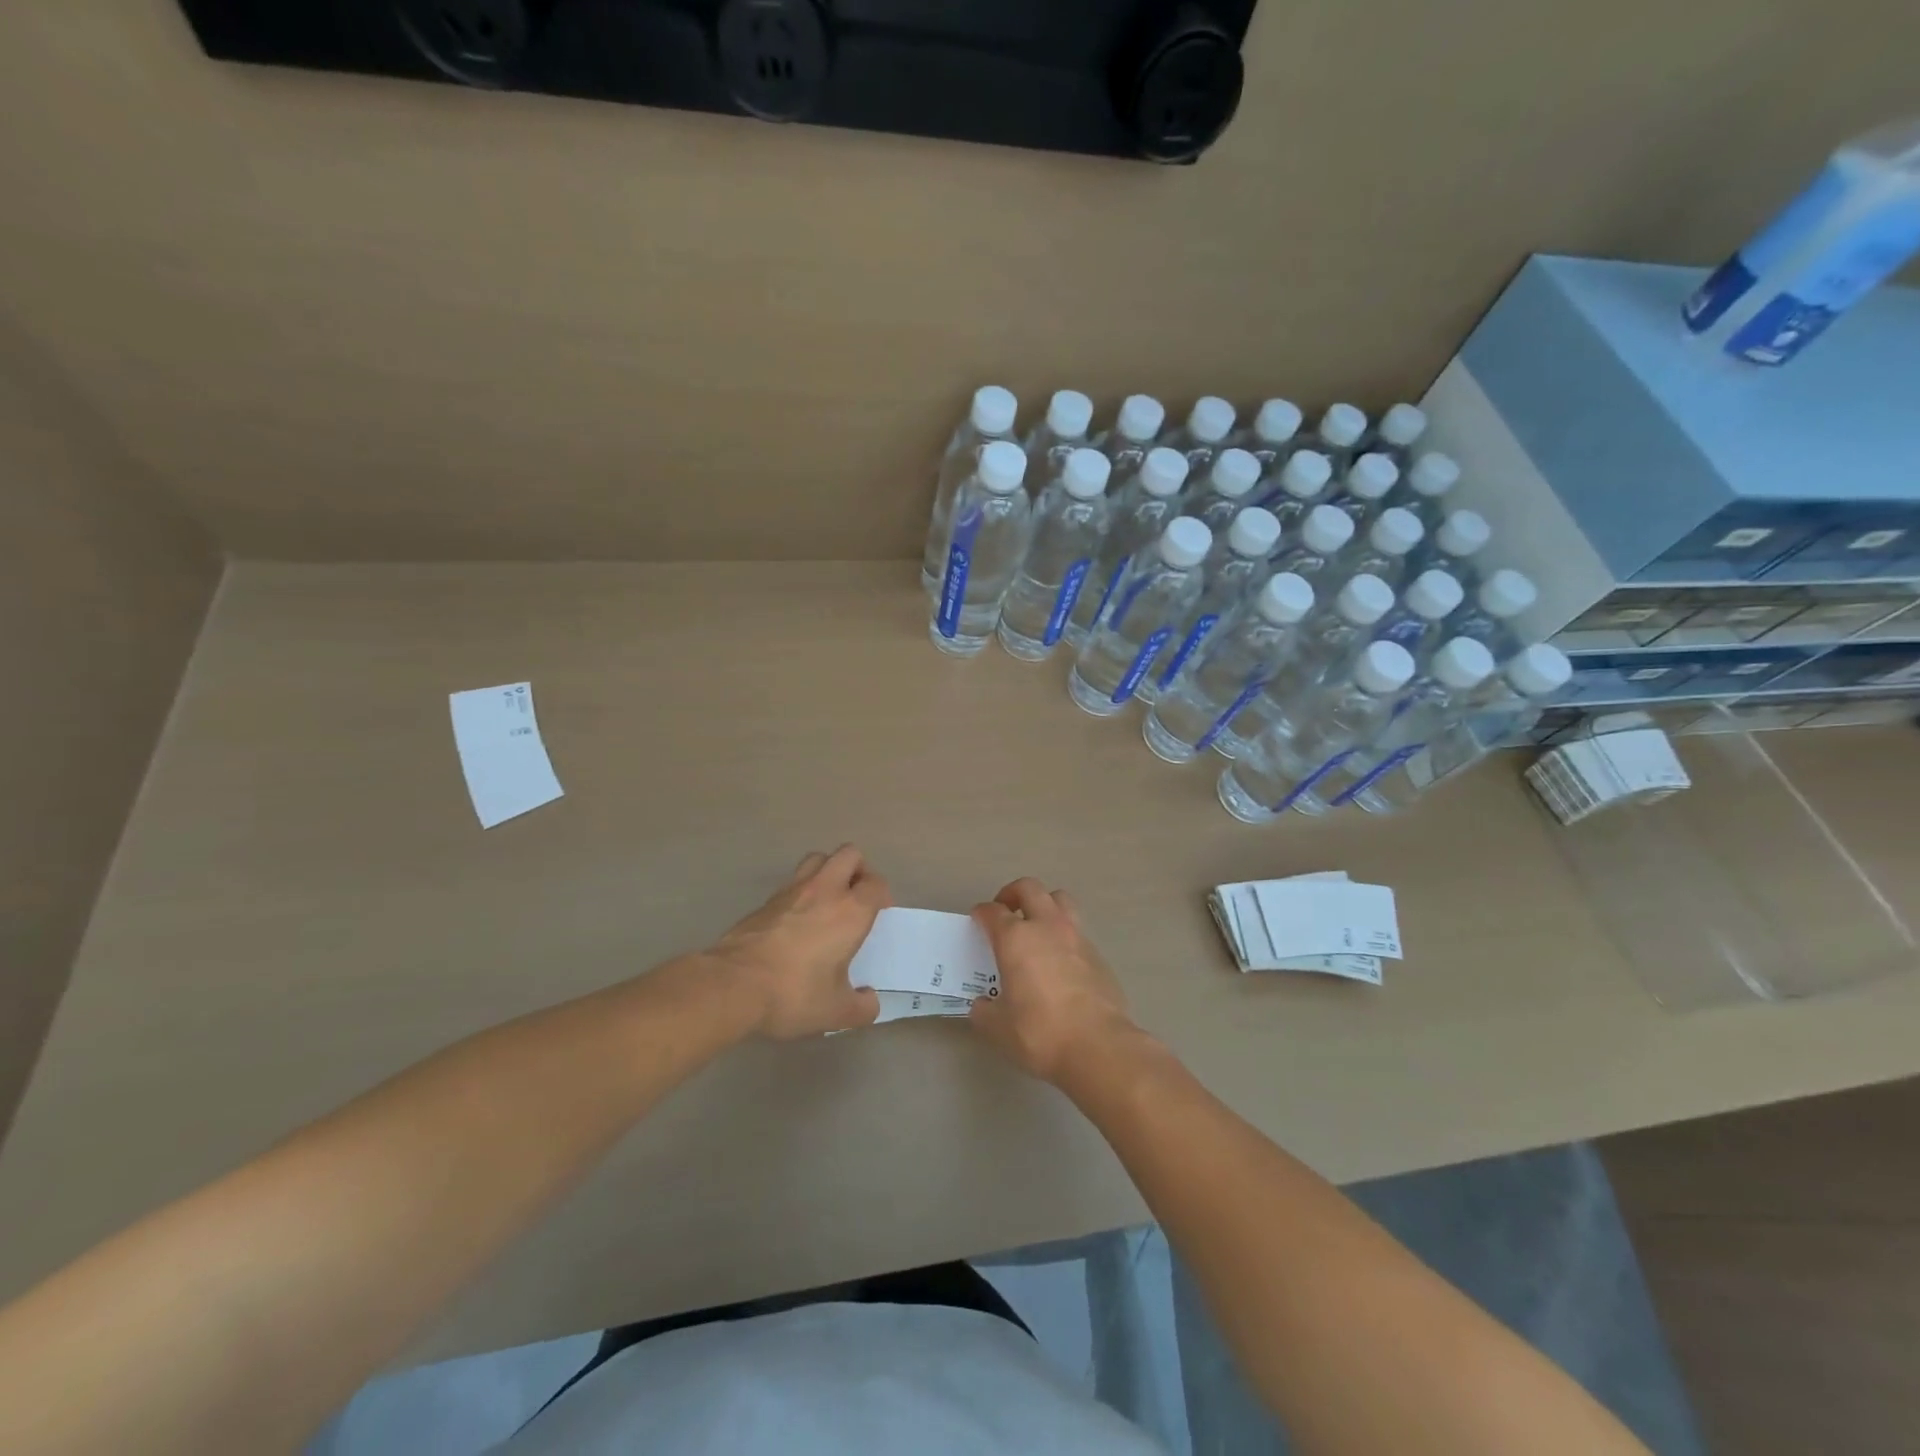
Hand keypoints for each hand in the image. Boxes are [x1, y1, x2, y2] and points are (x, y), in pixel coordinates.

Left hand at [710, 845, 888, 1038]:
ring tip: (828, 900)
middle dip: (858, 870)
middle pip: (849, 854)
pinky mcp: (765, 900)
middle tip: (856, 897)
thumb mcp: (835, 1011)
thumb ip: (861, 1008)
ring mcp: (792, 890)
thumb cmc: (794, 993)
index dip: (881, 895)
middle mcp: (825, 890)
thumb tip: (869, 1002)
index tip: (878, 914)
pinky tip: (797, 919)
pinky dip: (801, 890)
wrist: (733, 985)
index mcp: (850, 912)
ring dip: (829, 870)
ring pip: (818, 858)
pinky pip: (792, 881)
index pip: (876, 884)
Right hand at [967, 877, 1137, 1083]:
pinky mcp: (1098, 954)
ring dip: (1044, 904)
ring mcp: (1076, 937)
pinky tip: (1059, 961)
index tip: (977, 921)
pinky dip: (1064, 935)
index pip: (992, 911)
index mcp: (1016, 939)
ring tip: (1036, 926)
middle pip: (1029, 888)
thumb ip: (985, 1011)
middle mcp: (1046, 927)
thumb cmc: (1040, 1032)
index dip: (981, 913)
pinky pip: (1077, 930)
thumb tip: (983, 1005)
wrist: (1099, 1046)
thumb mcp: (998, 1028)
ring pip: (1060, 900)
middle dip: (1012, 893)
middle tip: (1005, 911)